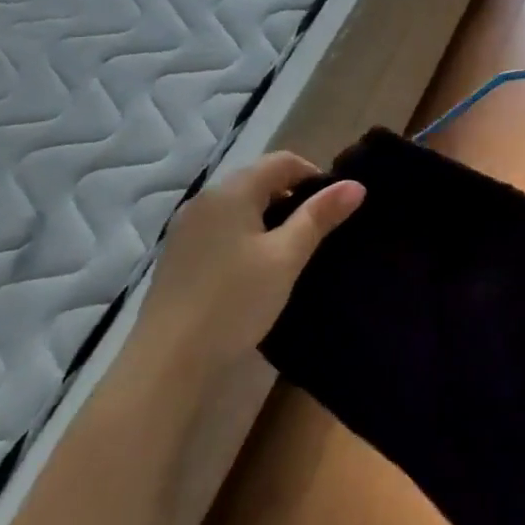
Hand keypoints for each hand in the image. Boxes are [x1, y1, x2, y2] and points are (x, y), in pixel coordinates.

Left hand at [137, 152, 363, 369]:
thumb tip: (355, 185)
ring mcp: (186, 229)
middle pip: (258, 180)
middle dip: (293, 197)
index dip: (314, 175)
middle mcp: (204, 200)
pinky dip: (247, 236)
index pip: (282, 161)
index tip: (336, 208)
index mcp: (231, 191)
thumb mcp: (286, 257)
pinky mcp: (179, 256)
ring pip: (240, 207)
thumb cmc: (235, 301)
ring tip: (293, 252)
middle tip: (319, 232)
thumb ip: (319, 217)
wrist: (169, 362)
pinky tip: (257, 269)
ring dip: (270, 218)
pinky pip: (222, 229)